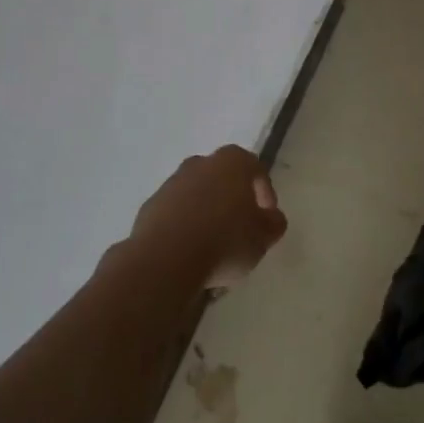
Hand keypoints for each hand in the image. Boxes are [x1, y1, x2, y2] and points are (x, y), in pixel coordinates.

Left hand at [130, 145, 288, 289]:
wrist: (165, 260)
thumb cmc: (224, 241)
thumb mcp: (263, 237)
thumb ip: (274, 223)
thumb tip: (271, 218)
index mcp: (232, 162)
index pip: (255, 169)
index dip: (265, 193)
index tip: (267, 218)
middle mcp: (200, 164)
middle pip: (223, 179)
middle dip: (232, 201)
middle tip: (240, 230)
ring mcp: (171, 184)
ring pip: (197, 196)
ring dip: (206, 214)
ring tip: (213, 248)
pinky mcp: (149, 207)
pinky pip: (175, 214)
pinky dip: (184, 228)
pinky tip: (189, 254)